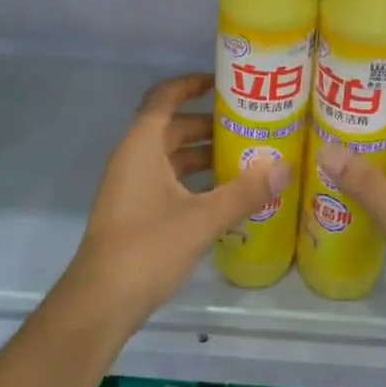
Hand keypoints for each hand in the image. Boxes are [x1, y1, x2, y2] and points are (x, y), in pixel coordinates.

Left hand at [63, 73, 287, 330]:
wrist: (99, 303)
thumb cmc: (147, 247)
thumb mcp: (202, 218)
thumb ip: (245, 192)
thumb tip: (286, 168)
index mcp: (142, 145)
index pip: (165, 96)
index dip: (192, 84)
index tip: (225, 83)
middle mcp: (134, 157)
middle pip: (173, 127)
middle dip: (209, 123)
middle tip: (250, 124)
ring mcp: (132, 186)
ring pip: (172, 156)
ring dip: (204, 154)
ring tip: (247, 157)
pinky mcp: (135, 211)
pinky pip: (169, 180)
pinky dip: (195, 179)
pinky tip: (225, 194)